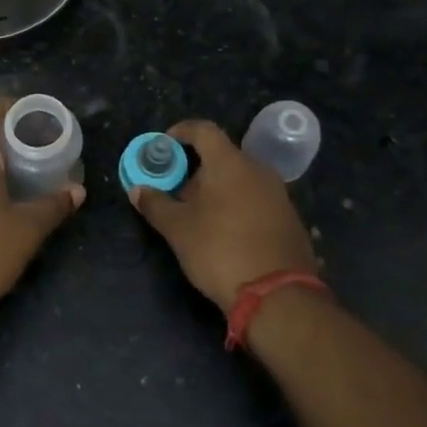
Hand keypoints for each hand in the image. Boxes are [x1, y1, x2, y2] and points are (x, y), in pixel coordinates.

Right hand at [128, 120, 315, 311]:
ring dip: (216, 190)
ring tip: (197, 217)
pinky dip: (236, 205)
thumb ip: (155, 204)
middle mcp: (258, 170)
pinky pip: (256, 199)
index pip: (204, 130)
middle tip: (176, 193)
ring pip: (240, 179)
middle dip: (196, 170)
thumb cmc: (220, 250)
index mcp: (230, 163)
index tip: (165, 144)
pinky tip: (224, 233)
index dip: (181, 132)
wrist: (277, 296)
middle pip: (222, 157)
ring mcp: (278, 194)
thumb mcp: (178, 229)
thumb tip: (137, 190)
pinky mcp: (289, 218)